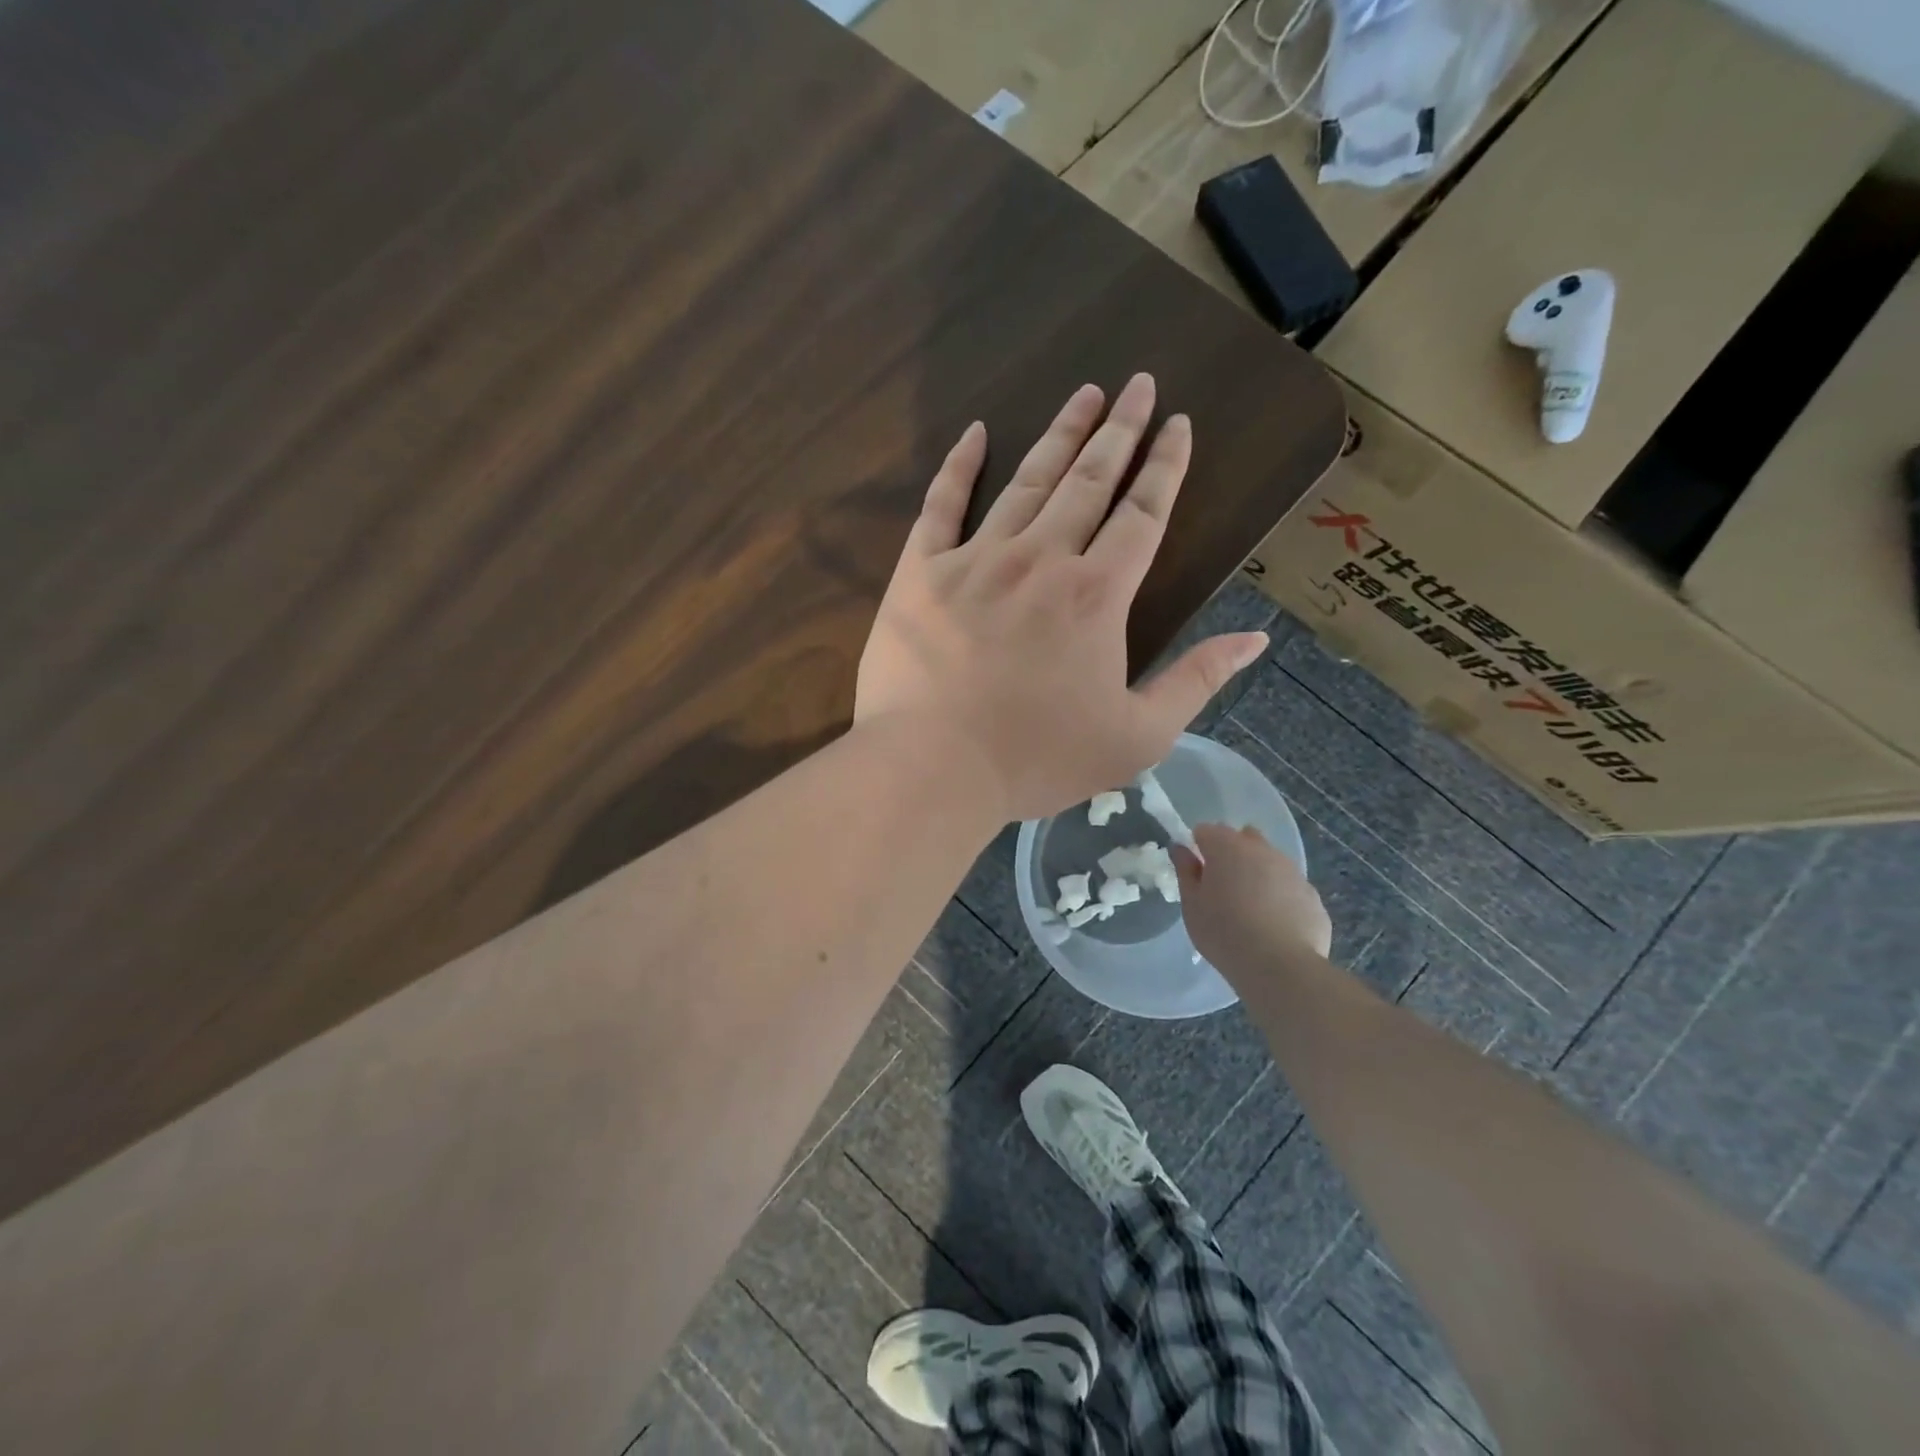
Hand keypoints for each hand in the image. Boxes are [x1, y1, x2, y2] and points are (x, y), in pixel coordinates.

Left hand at [855, 375, 1268, 822]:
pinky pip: (941, 505)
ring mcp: (976, 560)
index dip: (1165, 467)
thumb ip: (1196, 682)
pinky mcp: (920, 573)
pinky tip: (977, 432)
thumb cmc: (1037, 759)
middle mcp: (1041, 559)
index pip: (1142, 514)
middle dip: (1119, 430)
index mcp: (1096, 595)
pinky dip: (959, 465)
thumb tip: (1256, 639)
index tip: (1178, 425)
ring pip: (1027, 481)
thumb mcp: (1137, 737)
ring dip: (1060, 435)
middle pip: (1089, 481)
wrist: (934, 768)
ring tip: (1085, 394)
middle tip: (1137, 384)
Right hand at [1175, 823, 1332, 971]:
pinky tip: (1274, 925)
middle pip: (1243, 838)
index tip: (1196, 873)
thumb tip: (1181, 849)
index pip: (1206, 831)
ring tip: (1250, 909)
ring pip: (1270, 861)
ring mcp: (1292, 871)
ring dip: (1258, 874)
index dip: (1198, 848)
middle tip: (1222, 888)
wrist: (1280, 967)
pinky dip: (1280, 897)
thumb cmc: (1223, 933)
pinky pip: (1289, 888)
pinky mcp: (1312, 895)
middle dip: (1232, 854)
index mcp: (1227, 847)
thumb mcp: (1192, 904)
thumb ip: (1185, 871)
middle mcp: (1263, 850)